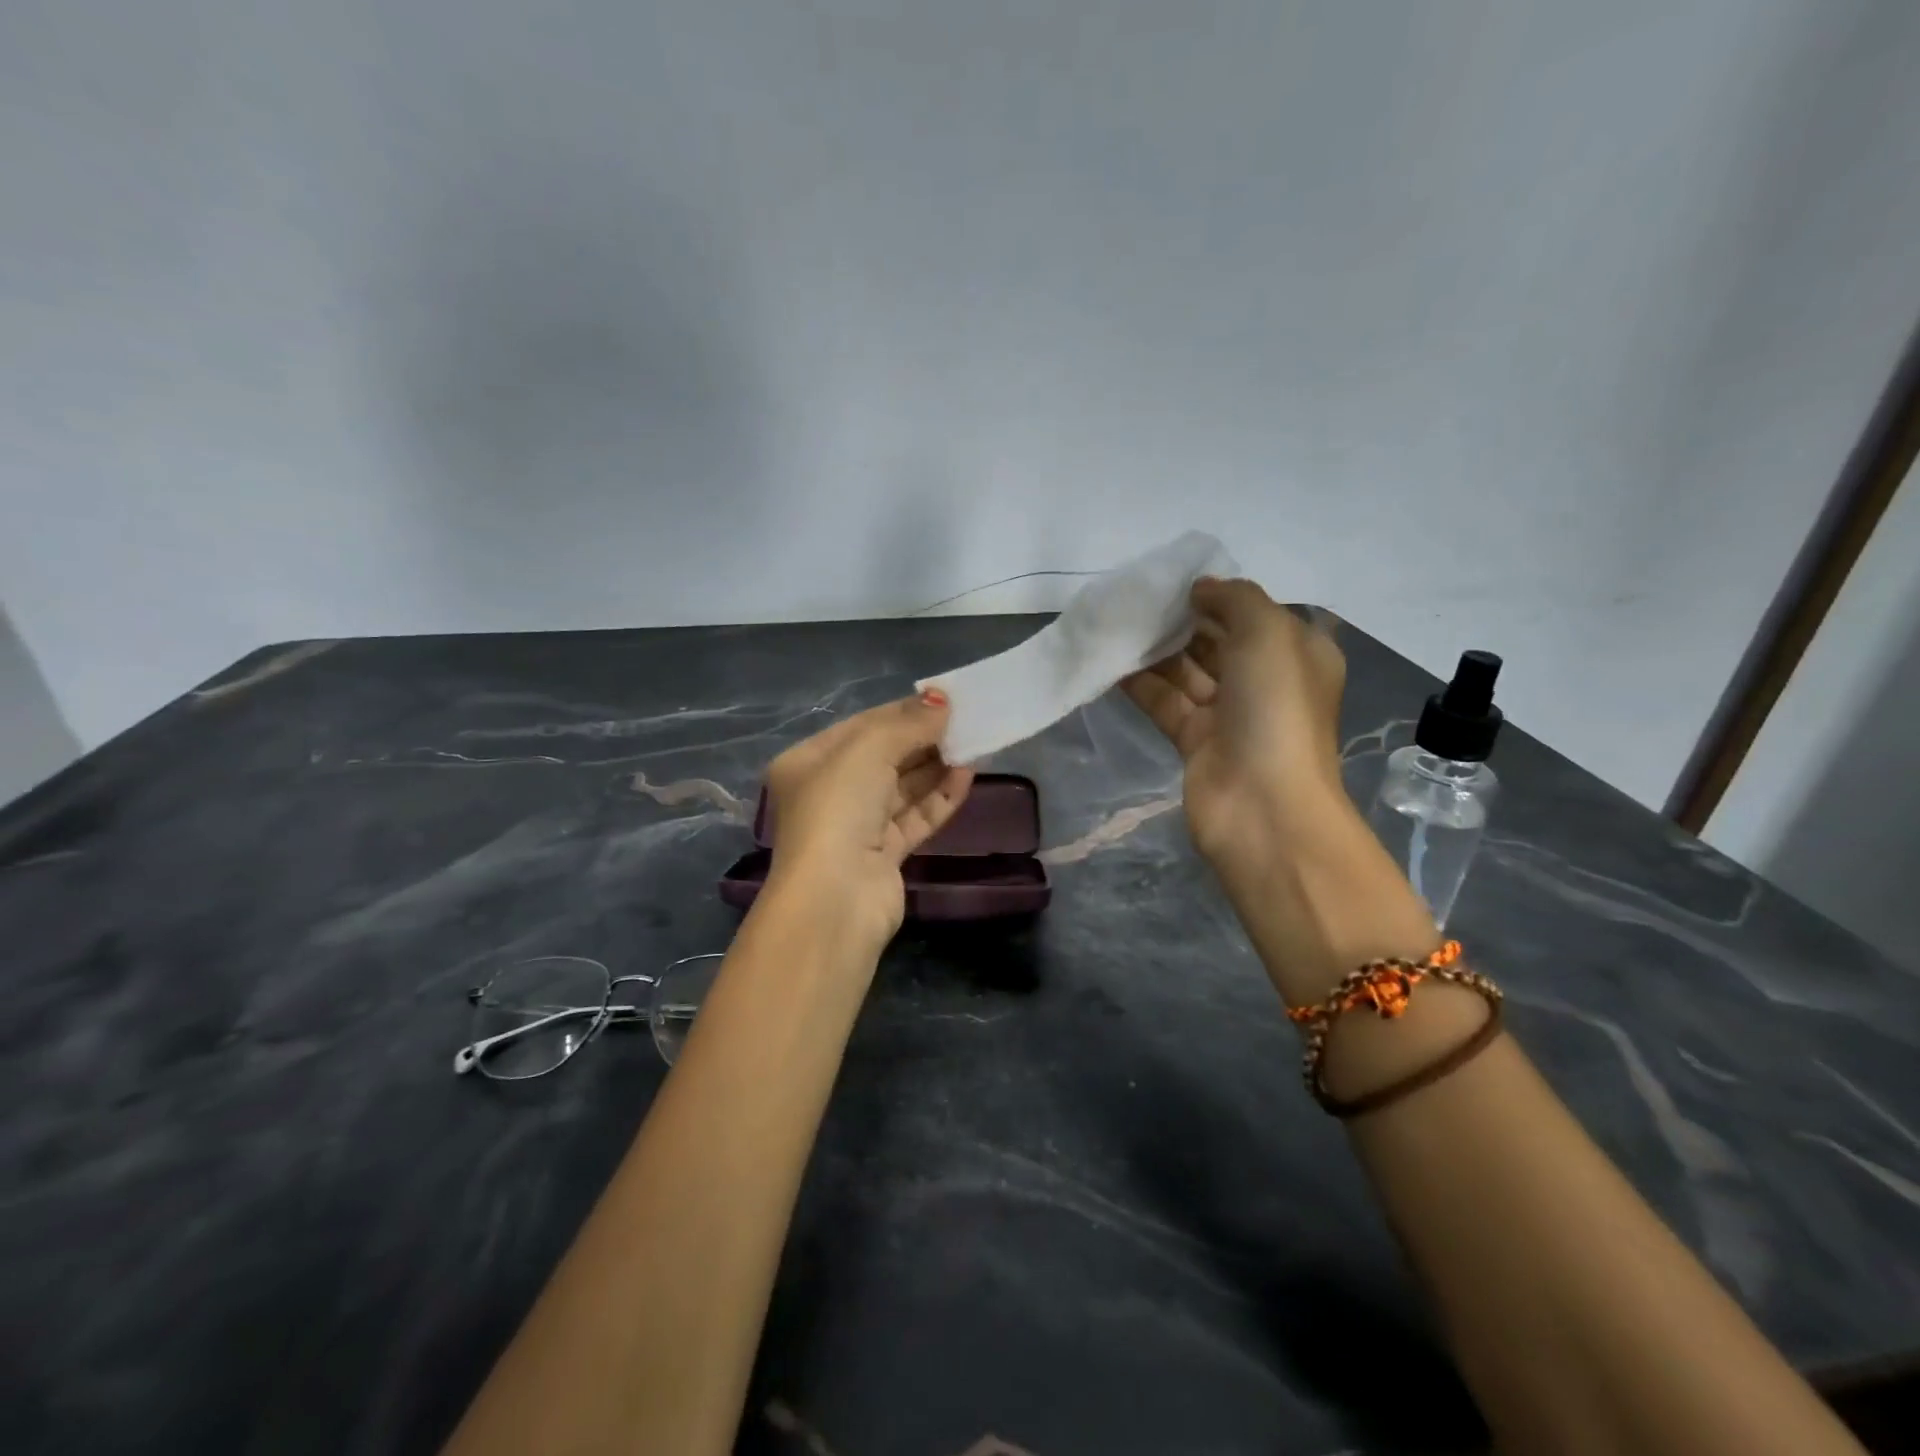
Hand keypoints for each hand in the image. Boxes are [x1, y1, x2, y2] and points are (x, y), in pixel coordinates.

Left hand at [762, 691, 975, 949]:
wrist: (835, 898)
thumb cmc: (839, 808)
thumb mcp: (868, 750)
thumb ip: (908, 724)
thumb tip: (942, 701)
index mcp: (808, 762)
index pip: (862, 726)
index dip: (903, 711)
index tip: (945, 701)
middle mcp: (829, 792)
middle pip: (884, 757)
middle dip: (923, 739)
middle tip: (965, 722)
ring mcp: (856, 827)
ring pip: (902, 788)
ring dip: (936, 766)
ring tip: (973, 745)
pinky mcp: (883, 855)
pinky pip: (915, 817)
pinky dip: (939, 797)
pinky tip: (967, 776)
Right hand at [1122, 578, 1348, 874]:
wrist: (1262, 804)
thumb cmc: (1275, 709)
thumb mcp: (1268, 633)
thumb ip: (1234, 599)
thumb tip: (1199, 588)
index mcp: (1296, 653)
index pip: (1254, 614)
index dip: (1217, 596)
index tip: (1174, 580)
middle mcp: (1265, 681)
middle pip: (1217, 641)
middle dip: (1181, 621)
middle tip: (1136, 599)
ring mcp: (1229, 714)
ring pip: (1187, 671)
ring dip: (1155, 649)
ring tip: (1117, 622)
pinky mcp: (1195, 740)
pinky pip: (1164, 701)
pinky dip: (1140, 682)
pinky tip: (1110, 660)